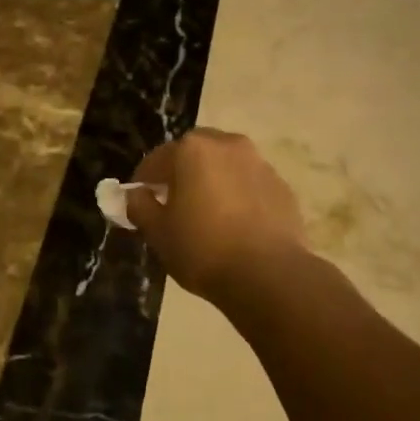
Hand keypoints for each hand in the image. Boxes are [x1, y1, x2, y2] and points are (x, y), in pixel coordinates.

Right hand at [126, 128, 307, 301]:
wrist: (269, 275)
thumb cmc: (203, 248)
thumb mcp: (158, 232)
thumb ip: (140, 207)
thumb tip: (136, 196)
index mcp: (193, 150)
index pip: (156, 159)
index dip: (143, 181)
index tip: (139, 202)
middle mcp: (228, 145)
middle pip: (195, 154)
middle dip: (181, 173)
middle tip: (173, 203)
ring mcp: (260, 164)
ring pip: (225, 167)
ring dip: (213, 182)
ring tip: (207, 215)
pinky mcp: (282, 187)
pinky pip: (250, 185)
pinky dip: (238, 196)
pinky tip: (236, 225)